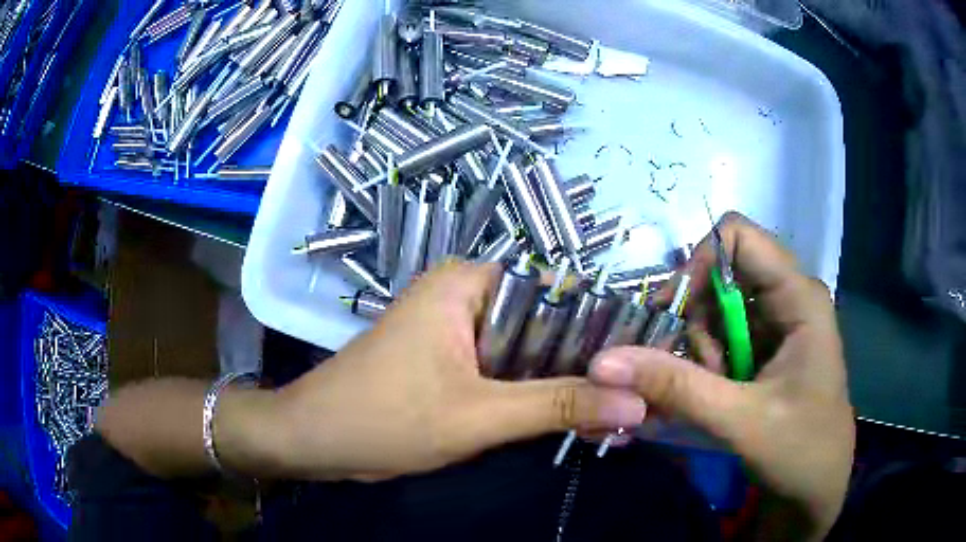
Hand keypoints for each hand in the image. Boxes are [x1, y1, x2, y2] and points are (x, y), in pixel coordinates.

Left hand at [223, 260, 644, 481]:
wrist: (313, 440)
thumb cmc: (383, 417)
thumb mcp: (478, 415)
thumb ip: (559, 405)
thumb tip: (637, 402)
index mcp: (468, 284)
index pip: (557, 292)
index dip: (602, 328)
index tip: (641, 365)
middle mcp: (464, 297)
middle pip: (545, 325)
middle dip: (585, 365)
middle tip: (634, 399)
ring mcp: (456, 331)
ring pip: (527, 353)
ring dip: (563, 384)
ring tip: (616, 412)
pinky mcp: (450, 362)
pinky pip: (505, 373)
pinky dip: (533, 395)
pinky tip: (571, 419)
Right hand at [588, 213, 853, 538]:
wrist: (818, 487)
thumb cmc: (800, 451)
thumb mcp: (741, 421)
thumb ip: (677, 387)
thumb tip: (603, 360)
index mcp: (798, 296)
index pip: (738, 238)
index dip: (699, 263)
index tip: (671, 314)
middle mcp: (789, 297)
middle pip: (722, 274)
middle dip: (695, 320)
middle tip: (688, 371)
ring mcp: (778, 322)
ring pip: (717, 307)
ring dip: (699, 349)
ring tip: (710, 393)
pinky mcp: (768, 346)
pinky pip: (723, 334)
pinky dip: (706, 362)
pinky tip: (711, 395)